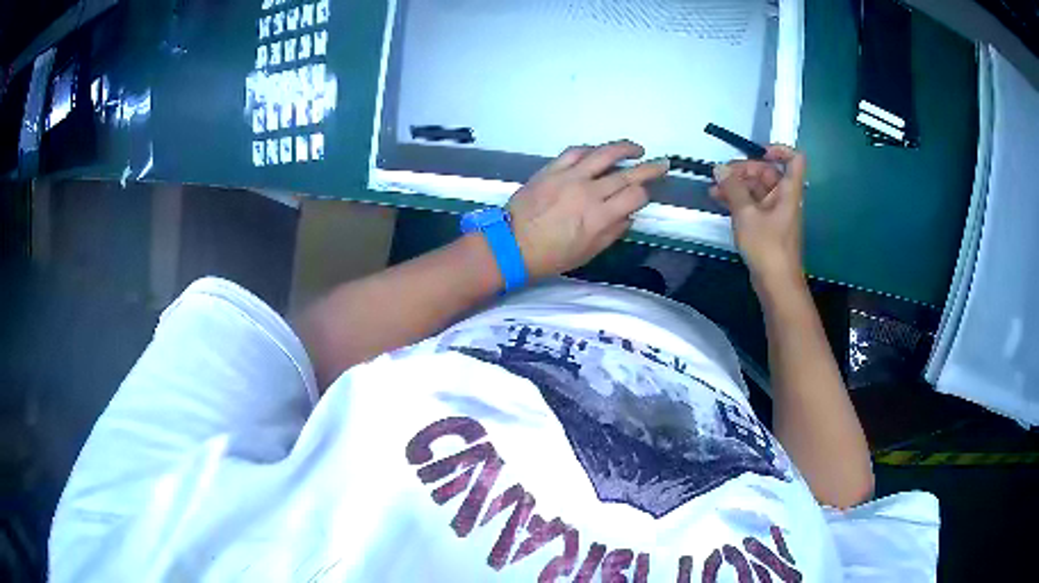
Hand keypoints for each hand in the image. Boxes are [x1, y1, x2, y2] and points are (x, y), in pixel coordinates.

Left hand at [508, 140, 668, 278]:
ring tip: (637, 149)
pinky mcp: (551, 169)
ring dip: (624, 148)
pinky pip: (575, 152)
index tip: (645, 196)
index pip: (634, 196)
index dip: (645, 194)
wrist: (511, 244)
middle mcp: (588, 192)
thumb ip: (612, 232)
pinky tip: (599, 151)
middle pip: (626, 174)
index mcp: (599, 217)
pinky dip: (591, 149)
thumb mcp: (588, 252)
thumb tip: (628, 216)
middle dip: (649, 168)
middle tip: (663, 163)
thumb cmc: (551, 255)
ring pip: (603, 154)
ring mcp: (569, 177)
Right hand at [710, 145, 807, 286]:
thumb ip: (733, 188)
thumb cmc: (767, 247)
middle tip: (721, 175)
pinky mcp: (767, 226)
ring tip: (714, 189)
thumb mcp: (746, 215)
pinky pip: (754, 204)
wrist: (776, 284)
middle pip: (768, 173)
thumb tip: (720, 168)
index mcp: (788, 191)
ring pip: (757, 189)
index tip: (757, 152)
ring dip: (737, 186)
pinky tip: (720, 202)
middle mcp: (784, 198)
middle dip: (744, 170)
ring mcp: (776, 213)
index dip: (779, 150)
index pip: (794, 159)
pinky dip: (739, 200)